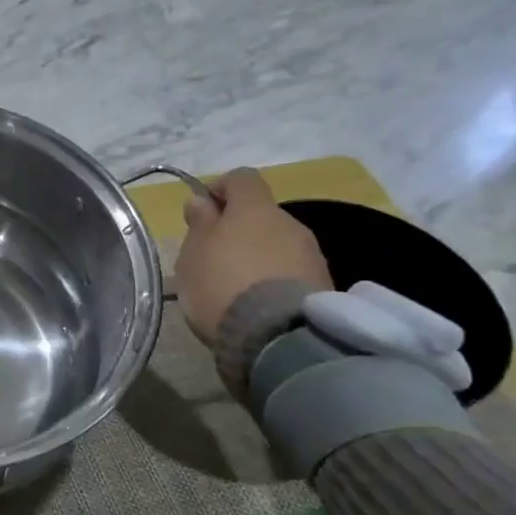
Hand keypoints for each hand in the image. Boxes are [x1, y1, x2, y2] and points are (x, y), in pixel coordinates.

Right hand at [174, 167, 331, 343]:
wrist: (277, 336)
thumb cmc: (222, 284)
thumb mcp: (193, 253)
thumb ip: (200, 223)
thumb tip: (203, 201)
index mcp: (255, 208)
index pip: (241, 178)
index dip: (219, 189)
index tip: (201, 213)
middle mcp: (290, 223)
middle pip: (261, 215)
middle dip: (239, 230)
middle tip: (214, 258)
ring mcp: (311, 254)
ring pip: (277, 244)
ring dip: (257, 256)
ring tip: (236, 287)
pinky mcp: (323, 284)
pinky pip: (291, 271)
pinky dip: (273, 279)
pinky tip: (257, 303)